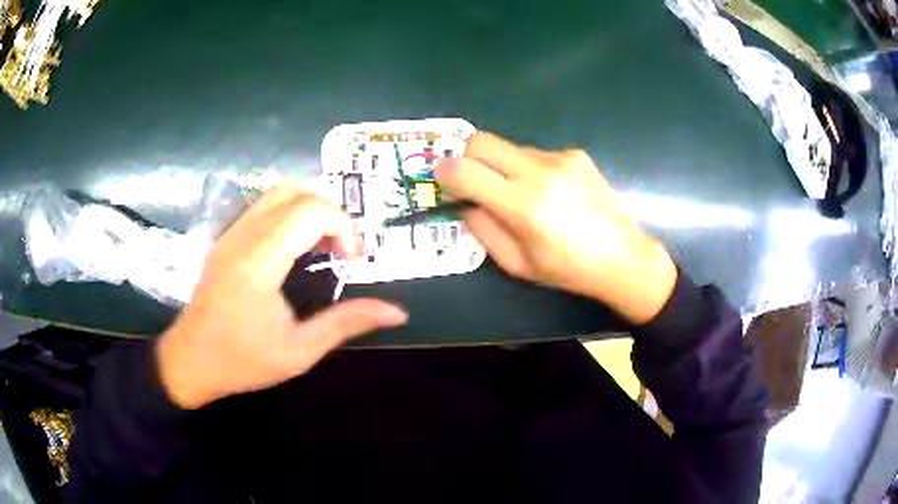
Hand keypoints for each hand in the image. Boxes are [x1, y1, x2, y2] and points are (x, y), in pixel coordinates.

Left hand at [156, 185, 407, 409]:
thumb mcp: (299, 352)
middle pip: (297, 191)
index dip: (344, 226)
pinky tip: (297, 247)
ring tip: (325, 245)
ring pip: (278, 192)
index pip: (310, 211)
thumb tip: (397, 313)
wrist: (190, 360)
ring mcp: (231, 233)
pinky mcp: (226, 238)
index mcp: (259, 262)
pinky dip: (292, 213)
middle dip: (332, 213)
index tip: (353, 260)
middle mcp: (243, 236)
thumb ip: (346, 324)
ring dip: (312, 208)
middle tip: (343, 249)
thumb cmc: (242, 361)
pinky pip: (264, 206)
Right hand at [437, 132, 676, 323]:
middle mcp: (539, 172)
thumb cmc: (568, 269)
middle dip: (466, 157)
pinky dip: (530, 168)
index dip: (445, 173)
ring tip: (522, 194)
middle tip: (473, 180)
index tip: (444, 182)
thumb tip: (465, 202)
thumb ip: (483, 230)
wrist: (623, 257)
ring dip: (502, 166)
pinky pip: (535, 153)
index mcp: (523, 206)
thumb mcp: (517, 264)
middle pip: (481, 141)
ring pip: (509, 147)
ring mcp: (560, 158)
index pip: (464, 171)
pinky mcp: (575, 154)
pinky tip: (551, 192)